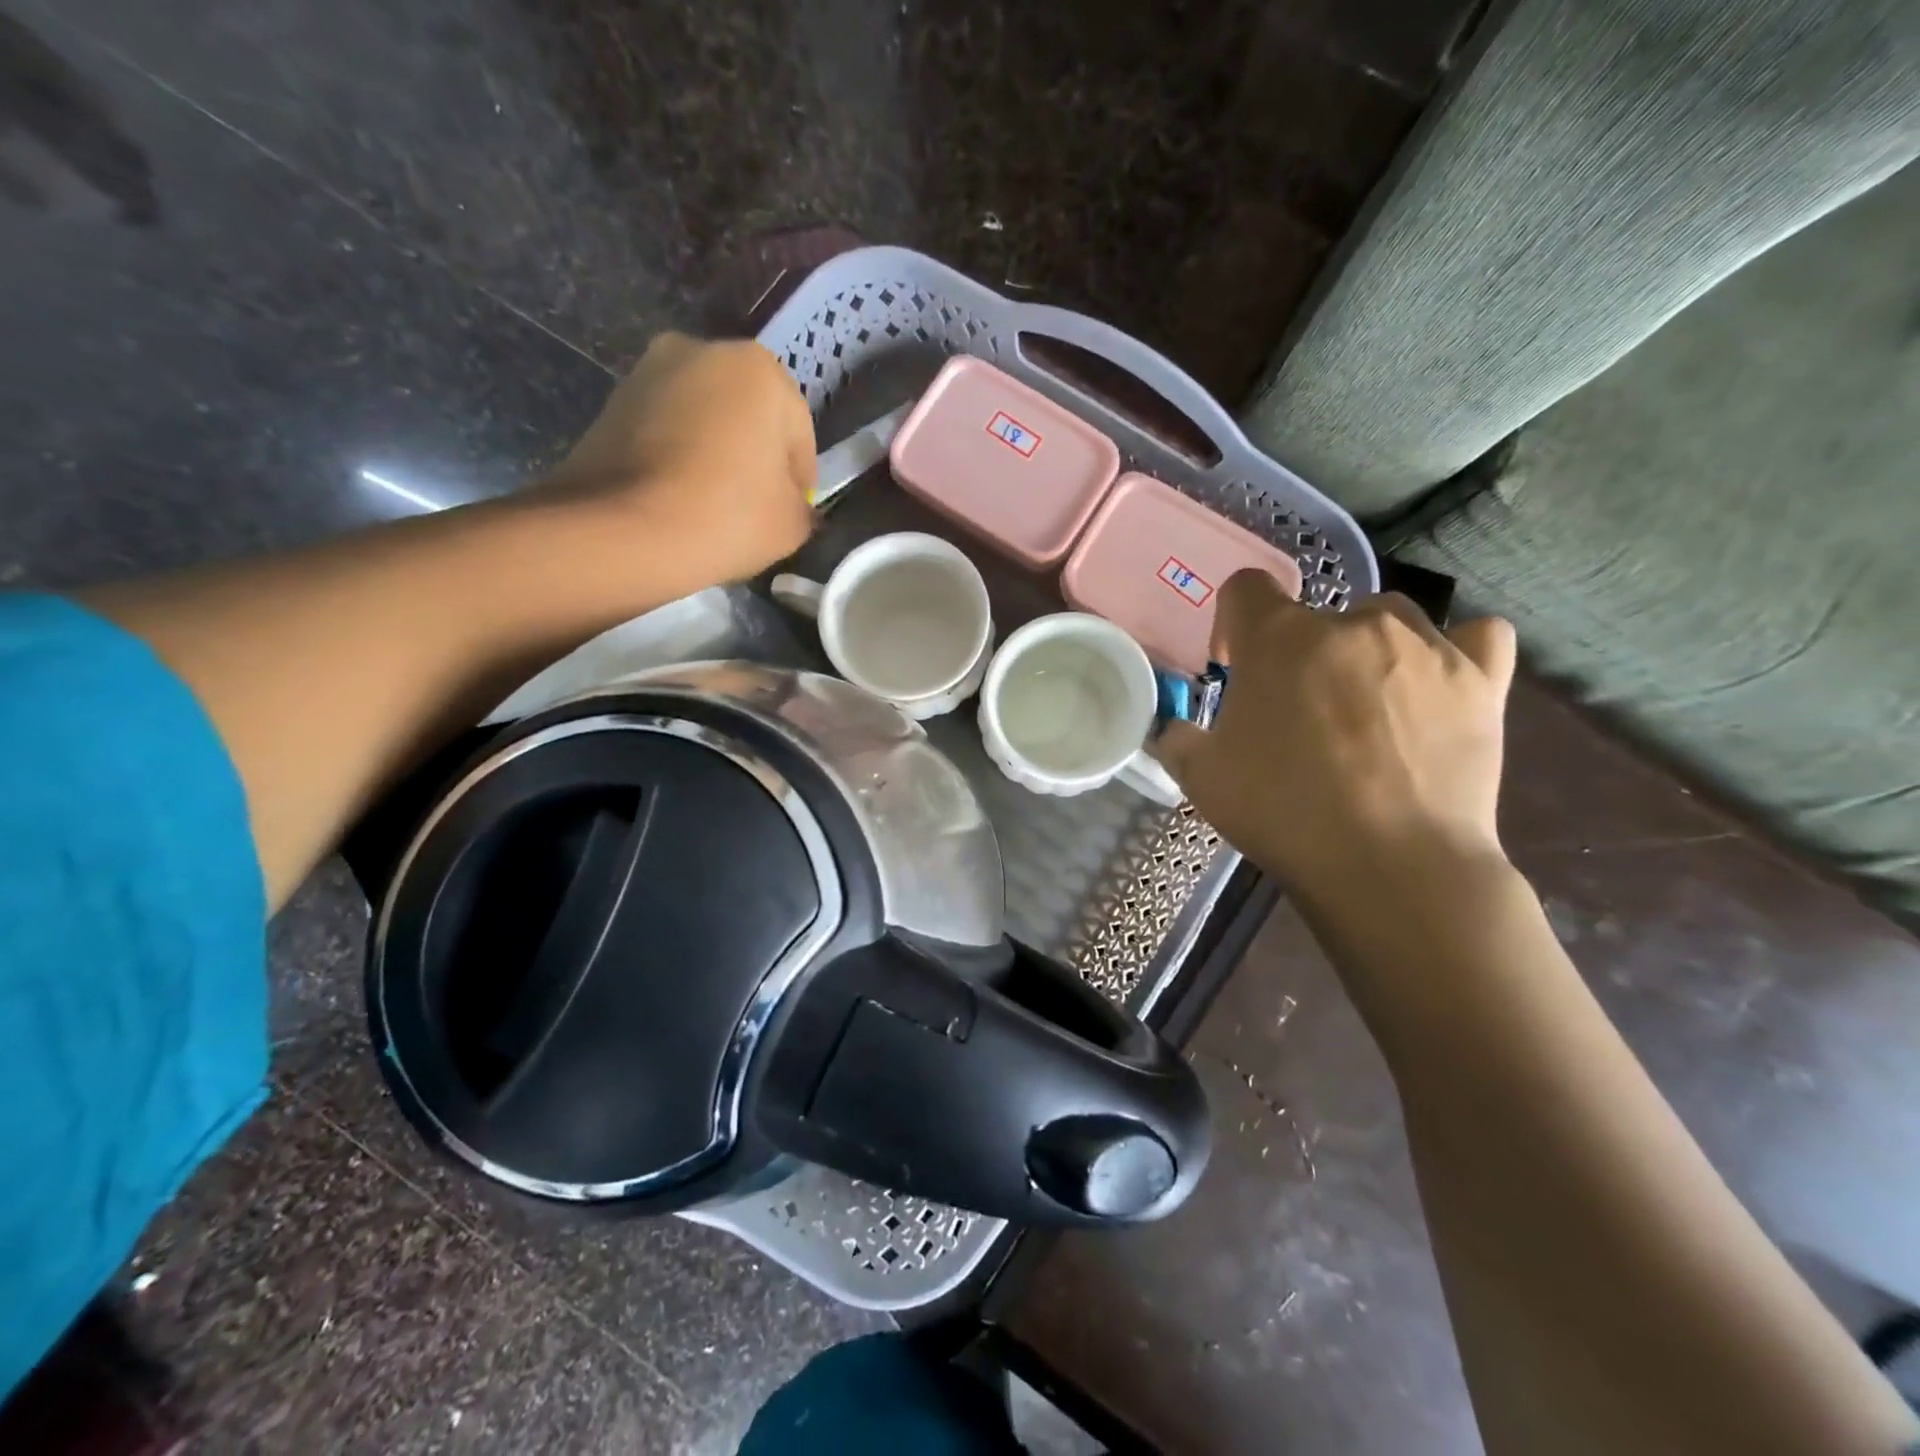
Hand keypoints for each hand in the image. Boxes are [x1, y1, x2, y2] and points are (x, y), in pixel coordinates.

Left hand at [544, 333, 815, 587]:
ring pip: (704, 421)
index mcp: (760, 368)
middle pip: (748, 417)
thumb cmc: (727, 516)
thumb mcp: (793, 524)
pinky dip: (677, 459)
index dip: (798, 483)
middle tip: (751, 510)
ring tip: (710, 507)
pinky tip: (677, 500)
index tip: (788, 516)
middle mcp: (703, 350)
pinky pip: (665, 432)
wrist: (623, 531)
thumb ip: (803, 506)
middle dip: (753, 457)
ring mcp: (649, 371)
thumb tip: (791, 506)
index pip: (799, 435)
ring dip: (714, 455)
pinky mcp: (612, 400)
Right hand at [1155, 571, 1517, 915]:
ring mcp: (1425, 646)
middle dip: (1300, 652)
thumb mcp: (1201, 779)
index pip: (1246, 588)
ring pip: (1389, 619)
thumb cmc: (1283, 812)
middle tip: (1298, 710)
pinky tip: (1440, 683)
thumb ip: (1179, 740)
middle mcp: (1351, 624)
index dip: (1233, 624)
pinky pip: (1477, 637)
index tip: (1234, 667)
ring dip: (1369, 649)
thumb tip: (1176, 730)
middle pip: (1318, 613)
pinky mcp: (1481, 680)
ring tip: (1367, 703)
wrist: (1389, 865)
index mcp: (1278, 639)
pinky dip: (1457, 650)